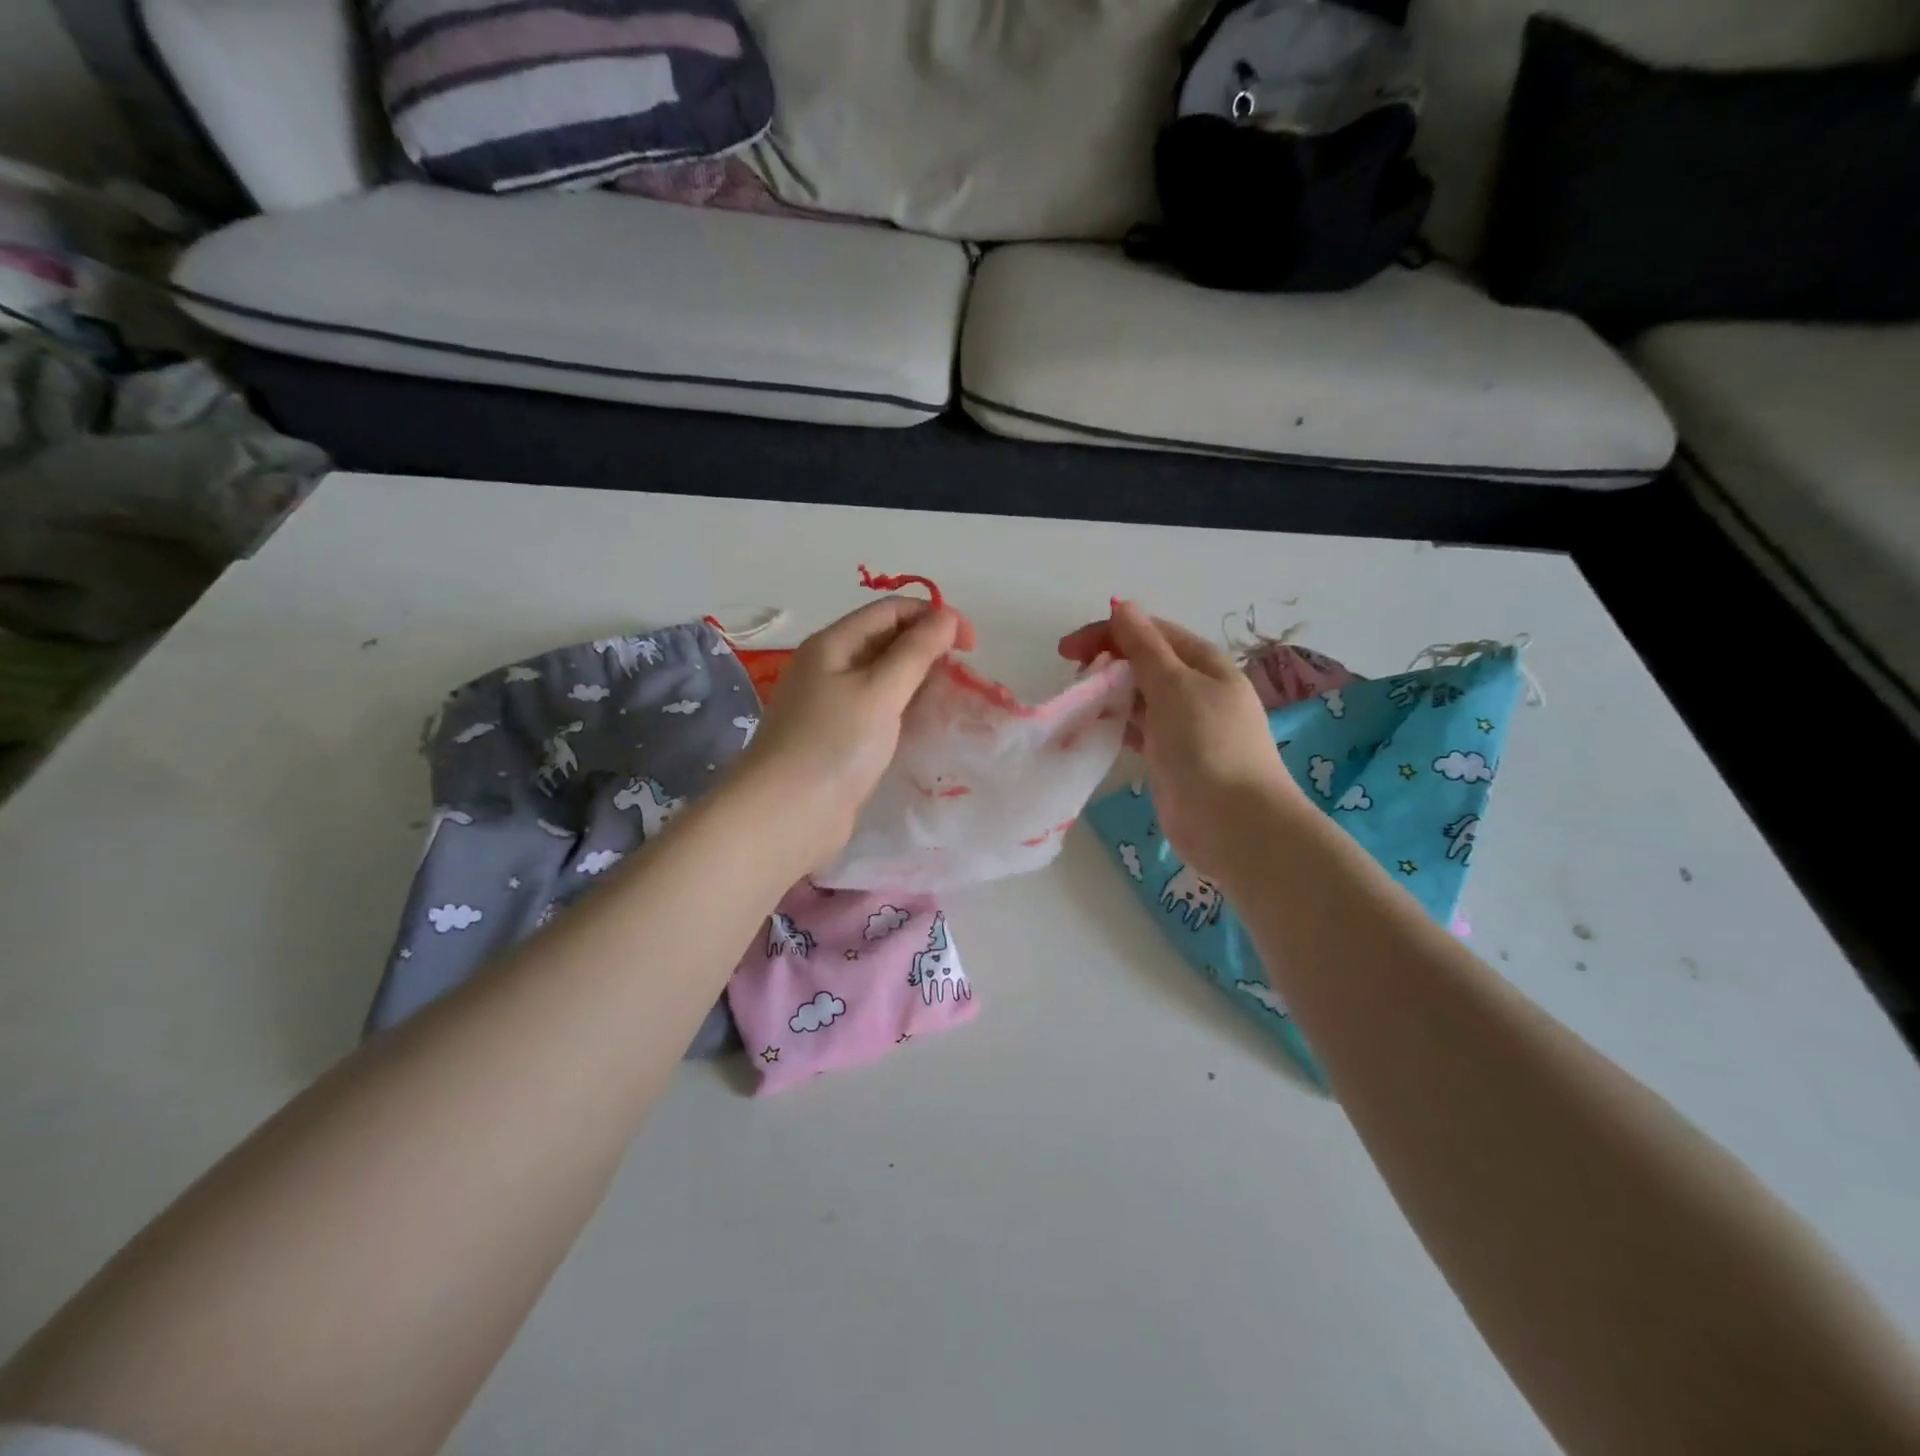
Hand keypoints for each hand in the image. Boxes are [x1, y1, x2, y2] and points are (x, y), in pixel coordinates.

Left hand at [732, 596, 971, 865]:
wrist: (787, 815)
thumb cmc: (834, 744)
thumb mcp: (880, 690)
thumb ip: (916, 652)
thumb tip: (947, 617)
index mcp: (833, 644)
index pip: (890, 611)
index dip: (933, 617)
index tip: (972, 645)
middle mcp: (830, 667)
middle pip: (887, 642)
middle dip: (928, 650)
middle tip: (964, 676)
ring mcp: (832, 705)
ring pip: (885, 679)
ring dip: (920, 683)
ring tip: (953, 700)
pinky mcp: (840, 739)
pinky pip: (879, 712)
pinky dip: (906, 711)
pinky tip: (927, 725)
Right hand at [1060, 601, 1299, 879]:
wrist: (1234, 822)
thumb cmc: (1207, 745)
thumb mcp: (1175, 685)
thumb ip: (1144, 646)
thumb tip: (1121, 606)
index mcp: (1205, 663)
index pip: (1152, 633)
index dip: (1109, 632)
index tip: (1068, 650)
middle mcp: (1196, 689)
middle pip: (1145, 662)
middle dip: (1107, 662)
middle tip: (1073, 676)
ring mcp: (1184, 725)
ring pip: (1139, 696)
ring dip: (1109, 692)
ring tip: (1078, 701)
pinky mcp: (1171, 757)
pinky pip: (1138, 728)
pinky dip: (1116, 723)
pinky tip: (1094, 727)